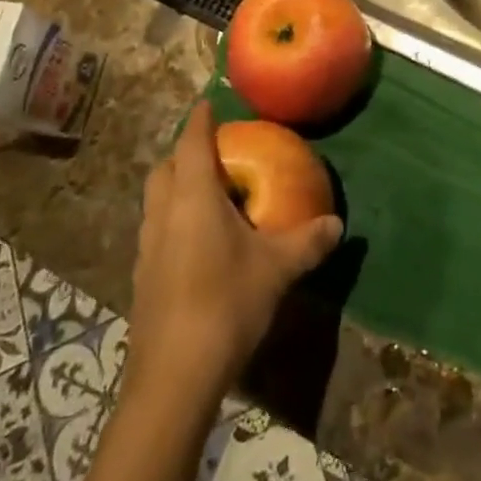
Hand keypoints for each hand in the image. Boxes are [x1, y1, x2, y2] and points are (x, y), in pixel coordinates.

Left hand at [124, 102, 342, 411]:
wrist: (173, 377)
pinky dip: (174, 219)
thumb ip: (308, 241)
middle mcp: (163, 214)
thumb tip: (337, 224)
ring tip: (209, 194)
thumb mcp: (277, 269)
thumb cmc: (225, 304)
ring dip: (176, 187)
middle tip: (215, 152)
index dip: (199, 120)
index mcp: (192, 198)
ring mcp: (146, 247)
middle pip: (164, 168)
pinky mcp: (142, 277)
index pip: (191, 143)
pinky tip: (199, 242)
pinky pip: (157, 230)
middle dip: (184, 153)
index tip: (208, 104)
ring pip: (156, 200)